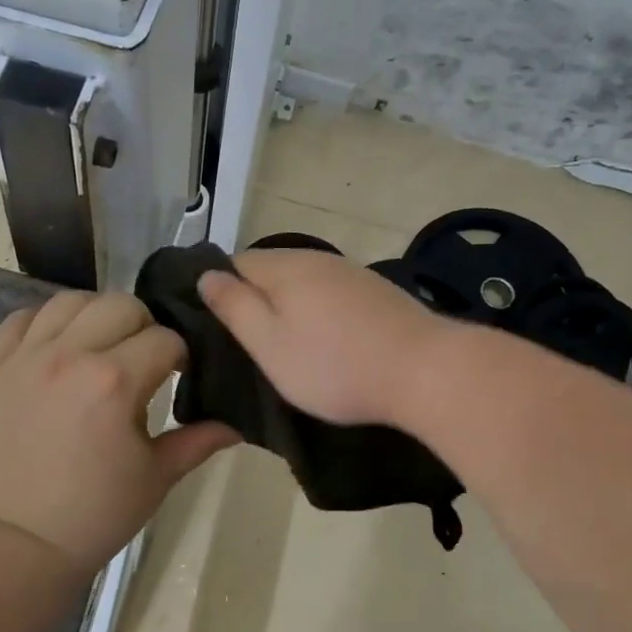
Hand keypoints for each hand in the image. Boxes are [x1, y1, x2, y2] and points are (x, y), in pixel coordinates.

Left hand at [0, 292, 237, 573]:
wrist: (19, 543)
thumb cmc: (96, 513)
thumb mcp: (157, 477)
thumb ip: (198, 441)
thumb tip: (237, 425)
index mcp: (115, 381)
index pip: (165, 339)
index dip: (180, 356)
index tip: (178, 377)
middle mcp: (70, 355)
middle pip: (121, 304)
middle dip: (143, 327)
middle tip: (142, 360)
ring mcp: (27, 357)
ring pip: (71, 300)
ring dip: (95, 315)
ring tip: (100, 346)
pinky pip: (20, 318)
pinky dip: (43, 322)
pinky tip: (57, 346)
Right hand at [197, 249, 456, 426]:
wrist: (425, 371)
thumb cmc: (334, 365)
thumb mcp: (269, 344)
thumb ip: (234, 307)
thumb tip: (206, 275)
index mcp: (285, 267)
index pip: (234, 263)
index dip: (220, 292)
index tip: (218, 329)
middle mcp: (317, 259)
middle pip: (271, 272)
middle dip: (256, 301)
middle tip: (250, 346)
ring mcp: (352, 274)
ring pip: (304, 285)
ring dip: (291, 310)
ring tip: (288, 349)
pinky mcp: (378, 294)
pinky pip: (332, 297)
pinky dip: (321, 316)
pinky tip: (328, 344)